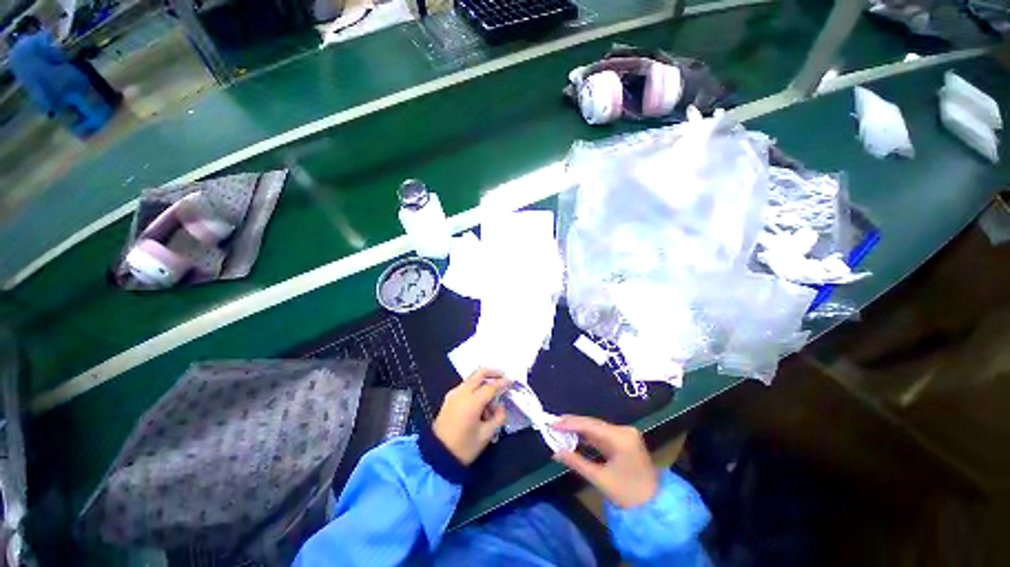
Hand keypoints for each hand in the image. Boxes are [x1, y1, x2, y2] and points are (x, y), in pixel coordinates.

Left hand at [432, 368, 510, 465]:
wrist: (436, 456)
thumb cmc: (463, 448)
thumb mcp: (485, 436)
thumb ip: (498, 418)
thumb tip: (501, 406)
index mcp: (472, 402)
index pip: (491, 386)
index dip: (503, 383)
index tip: (512, 381)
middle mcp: (462, 393)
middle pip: (479, 373)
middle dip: (493, 372)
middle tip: (503, 376)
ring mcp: (454, 394)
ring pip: (472, 378)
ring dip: (484, 380)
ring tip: (493, 394)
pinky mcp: (449, 398)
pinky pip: (466, 385)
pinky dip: (475, 386)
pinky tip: (480, 399)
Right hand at [552, 415, 658, 508]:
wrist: (653, 507)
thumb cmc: (627, 495)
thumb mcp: (599, 479)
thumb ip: (576, 462)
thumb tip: (555, 451)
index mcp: (621, 438)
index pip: (590, 425)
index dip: (570, 423)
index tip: (552, 422)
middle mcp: (624, 431)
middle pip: (593, 424)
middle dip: (572, 424)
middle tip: (553, 424)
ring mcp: (625, 434)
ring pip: (596, 428)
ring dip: (579, 429)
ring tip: (560, 428)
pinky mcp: (624, 440)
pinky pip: (602, 434)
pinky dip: (588, 435)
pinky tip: (575, 435)